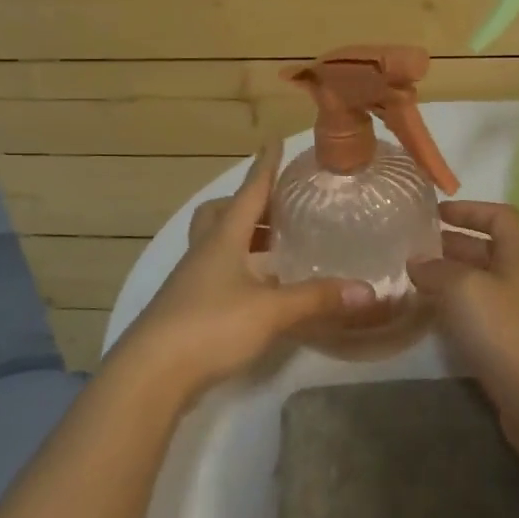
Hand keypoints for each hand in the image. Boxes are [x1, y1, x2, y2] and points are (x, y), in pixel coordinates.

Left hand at [112, 143, 374, 401]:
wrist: (150, 376)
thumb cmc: (210, 327)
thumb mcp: (271, 311)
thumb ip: (317, 299)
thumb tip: (367, 291)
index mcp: (223, 240)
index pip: (248, 193)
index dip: (264, 167)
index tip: (275, 141)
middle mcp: (204, 253)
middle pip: (221, 214)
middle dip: (248, 205)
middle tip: (278, 209)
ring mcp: (191, 281)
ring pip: (216, 245)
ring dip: (244, 239)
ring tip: (277, 250)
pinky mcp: (186, 309)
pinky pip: (215, 274)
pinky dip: (239, 271)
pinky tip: (260, 291)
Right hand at [407, 201, 518, 456]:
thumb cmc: (508, 334)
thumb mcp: (466, 290)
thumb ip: (438, 270)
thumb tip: (418, 262)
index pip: (502, 217)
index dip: (472, 209)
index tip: (437, 213)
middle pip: (490, 251)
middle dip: (453, 245)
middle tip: (414, 249)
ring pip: (483, 286)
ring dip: (452, 279)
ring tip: (415, 282)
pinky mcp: (514, 349)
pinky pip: (482, 317)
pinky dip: (458, 311)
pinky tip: (434, 320)